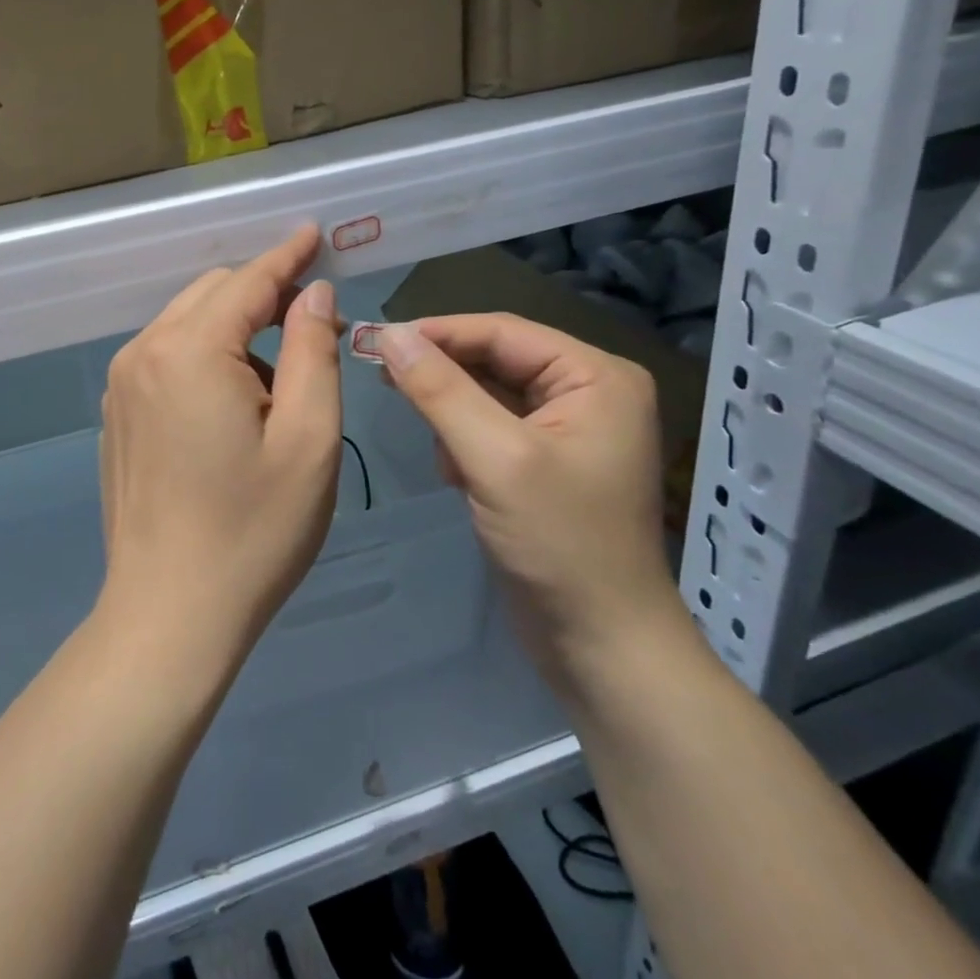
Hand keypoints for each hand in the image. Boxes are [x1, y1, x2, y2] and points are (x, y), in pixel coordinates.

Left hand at [97, 226, 343, 680]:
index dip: (287, 255)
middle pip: (212, 293)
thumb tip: (312, 294)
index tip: (315, 233)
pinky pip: (166, 356)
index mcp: (190, 351)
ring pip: (187, 322)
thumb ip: (313, 351)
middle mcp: (144, 352)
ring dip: (235, 329)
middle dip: (264, 294)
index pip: (247, 281)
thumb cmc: (253, 530)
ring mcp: (122, 384)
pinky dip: (205, 355)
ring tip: (280, 382)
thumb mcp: (308, 439)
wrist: (169, 613)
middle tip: (315, 326)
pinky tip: (233, 404)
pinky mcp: (117, 413)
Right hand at [376, 315, 683, 679]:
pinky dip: (464, 441)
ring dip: (452, 414)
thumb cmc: (560, 544)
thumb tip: (389, 334)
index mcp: (595, 376)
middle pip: (495, 359)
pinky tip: (455, 474)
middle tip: (383, 380)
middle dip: (443, 376)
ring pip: (487, 393)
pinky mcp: (546, 460)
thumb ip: (440, 390)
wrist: (602, 647)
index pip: (502, 331)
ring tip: (438, 451)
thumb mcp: (495, 458)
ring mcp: (568, 427)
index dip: (438, 332)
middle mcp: (587, 391)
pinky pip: (492, 426)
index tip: (377, 341)